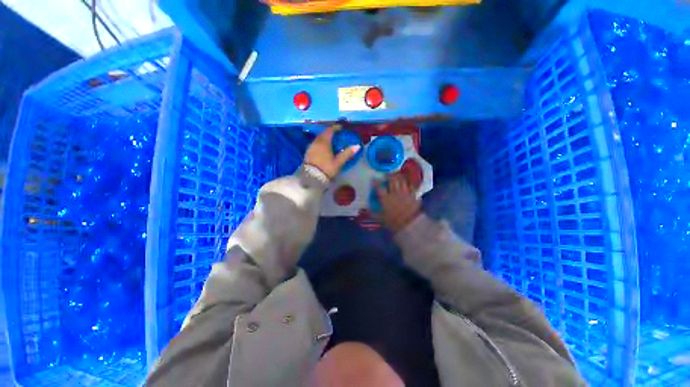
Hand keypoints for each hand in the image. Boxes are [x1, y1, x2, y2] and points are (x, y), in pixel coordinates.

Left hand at [304, 126, 360, 179]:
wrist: (311, 179)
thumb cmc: (326, 169)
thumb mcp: (338, 162)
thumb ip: (347, 153)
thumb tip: (357, 146)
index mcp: (324, 142)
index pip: (330, 130)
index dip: (336, 128)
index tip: (341, 128)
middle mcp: (316, 142)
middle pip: (323, 134)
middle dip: (330, 132)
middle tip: (337, 134)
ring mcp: (310, 147)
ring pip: (318, 139)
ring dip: (325, 138)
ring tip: (331, 142)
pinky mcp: (308, 153)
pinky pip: (315, 144)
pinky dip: (320, 143)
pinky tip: (324, 148)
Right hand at [375, 173, 421, 232]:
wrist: (410, 225)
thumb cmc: (393, 222)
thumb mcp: (380, 218)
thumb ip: (372, 212)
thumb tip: (365, 209)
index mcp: (386, 198)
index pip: (379, 187)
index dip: (376, 182)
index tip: (374, 180)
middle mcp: (395, 193)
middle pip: (392, 180)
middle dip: (389, 175)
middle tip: (386, 175)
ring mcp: (405, 192)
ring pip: (402, 180)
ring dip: (398, 176)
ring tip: (396, 176)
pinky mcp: (413, 194)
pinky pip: (411, 185)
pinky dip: (408, 182)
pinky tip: (407, 183)